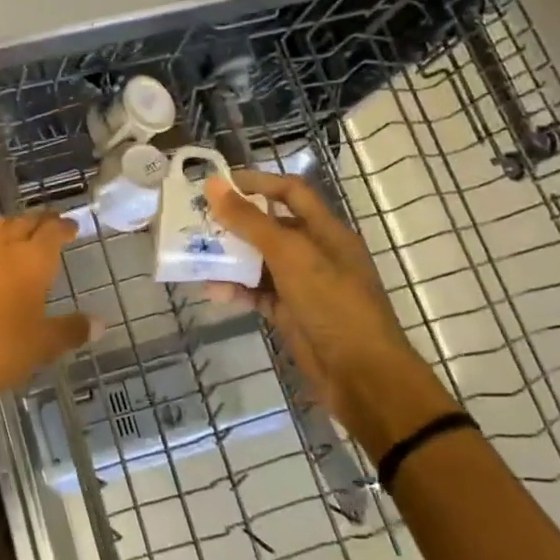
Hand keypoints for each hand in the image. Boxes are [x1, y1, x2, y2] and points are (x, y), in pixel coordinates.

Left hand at [0, 213, 91, 394]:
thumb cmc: (2, 350)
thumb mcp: (43, 345)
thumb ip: (72, 329)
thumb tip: (99, 323)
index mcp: (32, 260)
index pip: (52, 231)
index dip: (63, 226)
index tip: (70, 227)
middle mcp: (0, 245)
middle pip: (22, 221)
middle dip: (37, 221)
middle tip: (45, 226)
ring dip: (6, 227)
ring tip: (11, 235)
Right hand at [206, 171, 455, 456]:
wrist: (363, 377)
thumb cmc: (333, 305)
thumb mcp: (291, 256)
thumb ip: (251, 222)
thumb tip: (213, 185)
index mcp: (326, 231)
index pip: (290, 192)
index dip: (257, 182)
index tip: (218, 184)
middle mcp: (315, 252)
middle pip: (270, 226)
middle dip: (235, 221)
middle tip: (196, 219)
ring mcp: (303, 285)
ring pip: (260, 261)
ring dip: (230, 257)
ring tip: (196, 253)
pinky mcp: (291, 313)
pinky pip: (257, 293)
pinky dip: (236, 289)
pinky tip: (212, 290)